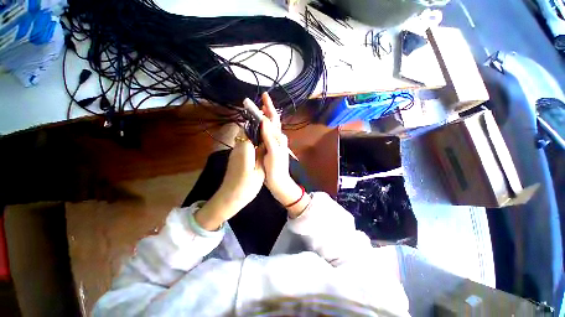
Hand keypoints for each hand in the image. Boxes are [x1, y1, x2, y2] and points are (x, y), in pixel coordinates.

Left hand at [195, 130, 264, 230]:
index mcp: (245, 148)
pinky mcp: (235, 156)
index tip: (269, 122)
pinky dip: (252, 143)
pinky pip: (244, 144)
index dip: (258, 123)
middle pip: (246, 130)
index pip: (249, 128)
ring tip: (267, 139)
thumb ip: (262, 154)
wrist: (229, 197)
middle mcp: (237, 147)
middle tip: (270, 131)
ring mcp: (235, 151)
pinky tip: (260, 149)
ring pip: (245, 137)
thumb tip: (265, 141)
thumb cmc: (246, 186)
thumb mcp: (259, 171)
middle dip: (257, 128)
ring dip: (255, 135)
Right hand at [258, 93, 304, 209]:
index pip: (274, 119)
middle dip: (267, 110)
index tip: (264, 96)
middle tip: (259, 101)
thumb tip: (265, 121)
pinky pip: (265, 134)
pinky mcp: (270, 148)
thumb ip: (270, 137)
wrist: (279, 183)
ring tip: (257, 110)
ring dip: (264, 117)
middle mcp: (278, 138)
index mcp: (279, 138)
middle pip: (272, 121)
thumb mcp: (273, 153)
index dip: (269, 107)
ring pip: (269, 127)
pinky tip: (257, 127)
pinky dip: (261, 128)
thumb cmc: (277, 169)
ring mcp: (274, 143)